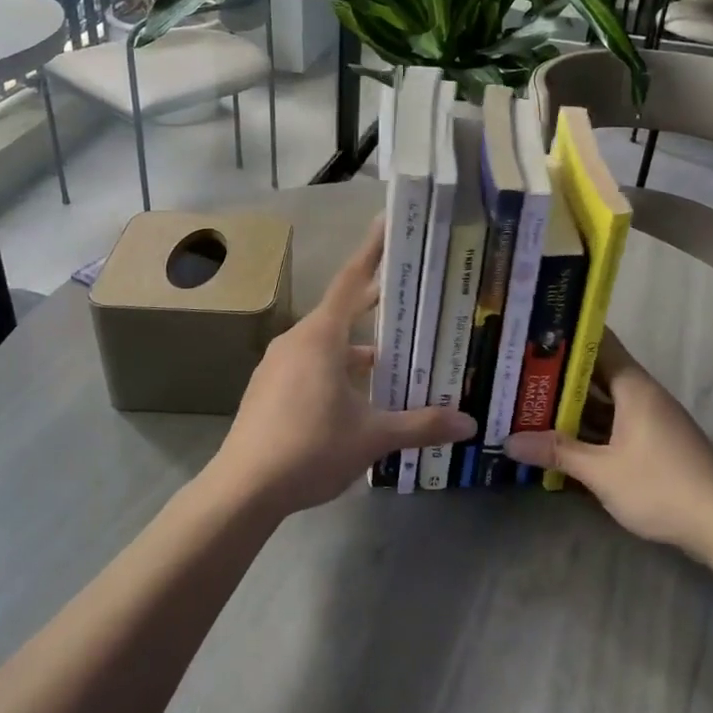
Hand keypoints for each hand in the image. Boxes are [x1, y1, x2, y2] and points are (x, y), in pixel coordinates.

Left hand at [208, 219, 476, 516]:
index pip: (351, 281)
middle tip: (408, 292)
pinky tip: (356, 395)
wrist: (243, 489)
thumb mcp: (372, 437)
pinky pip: (309, 363)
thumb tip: (469, 424)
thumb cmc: (310, 449)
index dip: (372, 251)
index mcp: (320, 337)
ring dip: (357, 346)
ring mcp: (277, 364)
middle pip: (341, 310)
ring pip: (325, 342)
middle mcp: (296, 341)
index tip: (386, 223)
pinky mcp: (268, 388)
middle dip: (373, 301)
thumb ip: (421, 425)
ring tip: (392, 358)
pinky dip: (336, 366)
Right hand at [503, 333, 712, 552]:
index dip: (565, 335)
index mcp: (632, 386)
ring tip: (528, 400)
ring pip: (603, 402)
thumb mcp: (602, 471)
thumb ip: (557, 452)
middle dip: (558, 374)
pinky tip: (561, 437)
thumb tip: (509, 441)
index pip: (598, 342)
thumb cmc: (661, 486)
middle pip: (595, 373)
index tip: (530, 332)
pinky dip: (588, 426)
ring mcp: (649, 419)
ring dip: (571, 404)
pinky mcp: (653, 443)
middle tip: (517, 370)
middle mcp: (642, 394)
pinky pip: (613, 423)